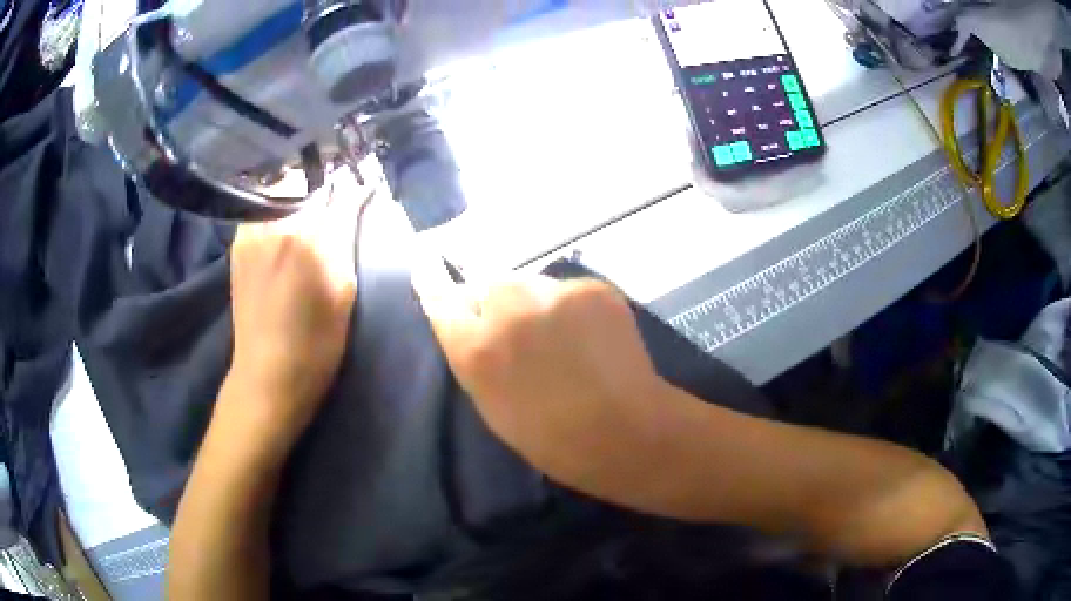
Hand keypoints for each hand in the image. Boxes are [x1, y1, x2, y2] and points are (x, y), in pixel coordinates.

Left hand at [226, 174, 366, 445]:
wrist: (267, 376)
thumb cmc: (316, 344)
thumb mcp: (344, 292)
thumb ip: (347, 238)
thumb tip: (356, 199)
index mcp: (308, 237)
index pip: (338, 191)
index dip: (353, 187)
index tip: (364, 186)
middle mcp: (275, 223)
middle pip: (306, 180)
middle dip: (325, 183)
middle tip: (337, 195)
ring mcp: (251, 230)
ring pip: (280, 189)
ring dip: (299, 191)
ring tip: (311, 205)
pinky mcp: (237, 242)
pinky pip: (262, 208)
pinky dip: (278, 206)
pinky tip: (286, 224)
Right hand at [413, 268, 674, 498]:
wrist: (624, 430)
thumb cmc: (550, 437)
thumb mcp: (492, 403)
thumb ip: (474, 354)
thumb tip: (470, 321)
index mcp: (476, 347)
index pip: (440, 296)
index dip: (433, 277)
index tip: (427, 258)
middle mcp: (507, 308)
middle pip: (489, 282)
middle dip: (497, 300)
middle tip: (523, 328)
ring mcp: (552, 293)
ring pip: (531, 284)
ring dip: (536, 302)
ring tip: (561, 335)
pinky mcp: (591, 287)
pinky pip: (568, 290)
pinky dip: (572, 307)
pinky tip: (590, 335)